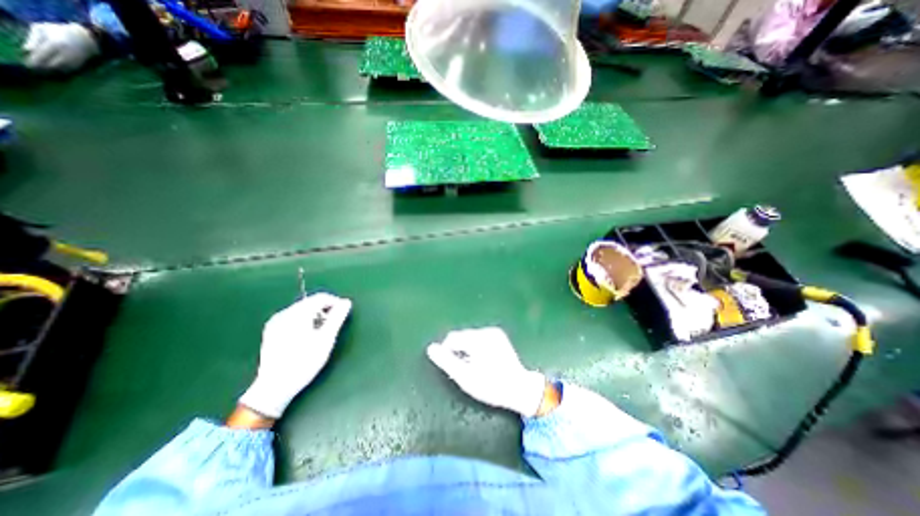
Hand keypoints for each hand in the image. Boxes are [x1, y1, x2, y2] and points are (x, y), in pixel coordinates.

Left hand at [23, 23, 97, 72]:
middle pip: (53, 64)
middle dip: (44, 68)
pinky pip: (72, 70)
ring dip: (54, 72)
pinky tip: (58, 72)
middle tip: (36, 71)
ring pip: (63, 69)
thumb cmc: (60, 30)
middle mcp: (66, 54)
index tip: (28, 65)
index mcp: (54, 44)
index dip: (35, 61)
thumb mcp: (41, 29)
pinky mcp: (82, 64)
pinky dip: (64, 72)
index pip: (42, 55)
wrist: (87, 38)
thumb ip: (33, 39)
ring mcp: (76, 60)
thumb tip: (27, 50)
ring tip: (46, 73)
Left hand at [237, 294, 352, 419]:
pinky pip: (293, 318)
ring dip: (315, 315)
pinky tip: (307, 336)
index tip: (344, 314)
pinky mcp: (271, 331)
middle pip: (310, 302)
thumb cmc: (304, 362)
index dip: (336, 302)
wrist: (274, 388)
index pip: (321, 297)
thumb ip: (337, 317)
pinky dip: (304, 321)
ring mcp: (275, 322)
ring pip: (302, 310)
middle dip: (325, 310)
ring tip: (321, 331)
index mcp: (297, 314)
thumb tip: (347, 302)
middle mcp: (283, 314)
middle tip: (333, 325)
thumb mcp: (326, 339)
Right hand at [429, 328, 547, 416]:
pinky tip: (482, 361)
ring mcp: (494, 332)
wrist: (519, 389)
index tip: (454, 368)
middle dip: (458, 350)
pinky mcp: (499, 336)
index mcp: (479, 339)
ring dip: (466, 349)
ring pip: (469, 337)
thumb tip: (431, 348)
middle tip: (465, 369)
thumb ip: (446, 362)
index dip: (448, 353)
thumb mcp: (465, 378)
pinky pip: (479, 338)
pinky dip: (475, 347)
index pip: (452, 338)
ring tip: (475, 366)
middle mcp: (487, 331)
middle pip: (461, 336)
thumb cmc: (491, 386)